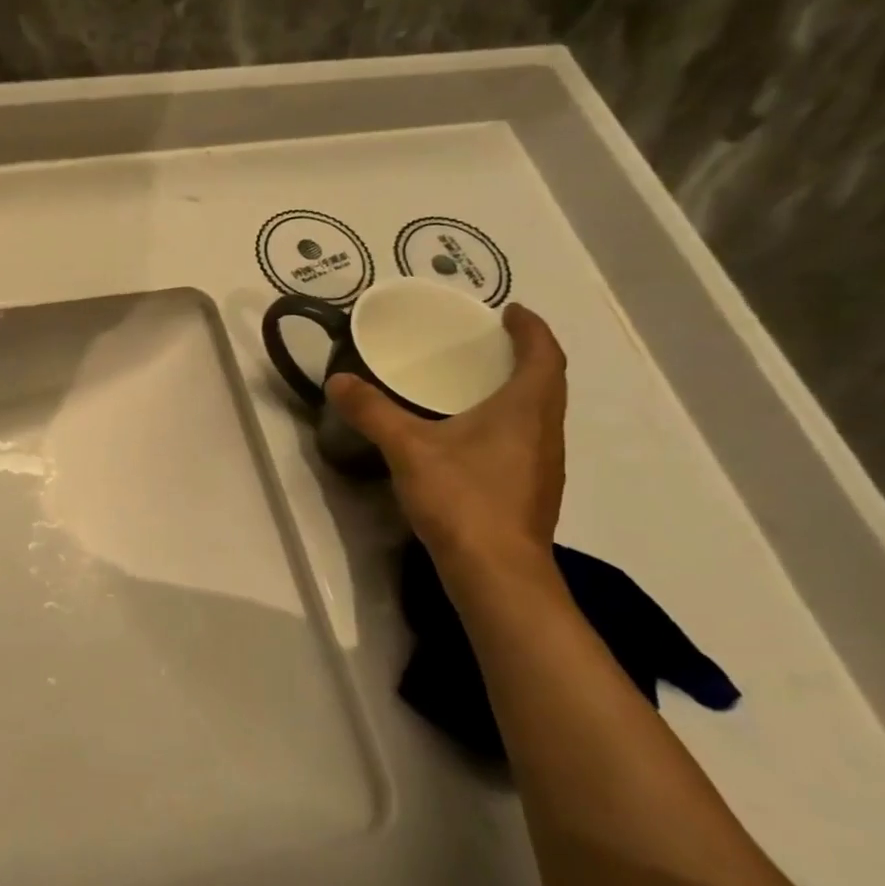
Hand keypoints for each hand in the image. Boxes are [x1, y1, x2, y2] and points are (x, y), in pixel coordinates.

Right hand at [327, 303, 566, 566]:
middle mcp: (545, 431)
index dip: (532, 328)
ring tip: (478, 384)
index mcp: (526, 409)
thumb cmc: (463, 499)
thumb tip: (337, 380)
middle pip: (546, 382)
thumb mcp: (408, 449)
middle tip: (486, 344)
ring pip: (538, 414)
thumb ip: (372, 412)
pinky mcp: (531, 492)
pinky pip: (526, 439)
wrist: (496, 573)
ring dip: (517, 391)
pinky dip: (507, 422)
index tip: (511, 311)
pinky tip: (472, 438)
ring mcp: (543, 466)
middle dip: (523, 357)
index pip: (544, 355)